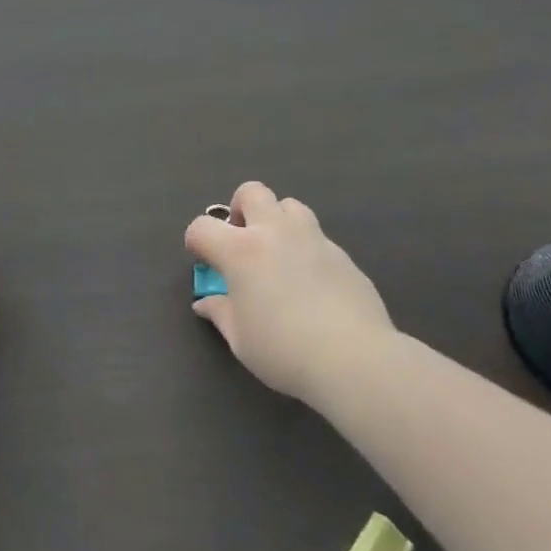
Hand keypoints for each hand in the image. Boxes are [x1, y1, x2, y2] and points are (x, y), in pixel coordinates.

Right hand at [186, 181, 393, 405]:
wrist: (354, 358)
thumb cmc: (284, 351)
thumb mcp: (241, 340)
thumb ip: (221, 313)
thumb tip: (205, 303)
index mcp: (241, 250)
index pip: (202, 227)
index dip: (196, 241)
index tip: (204, 261)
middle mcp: (275, 232)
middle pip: (251, 192)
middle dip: (240, 208)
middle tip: (242, 240)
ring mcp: (312, 238)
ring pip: (290, 205)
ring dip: (277, 220)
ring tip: (278, 254)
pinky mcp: (342, 254)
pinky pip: (317, 237)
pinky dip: (306, 249)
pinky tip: (312, 283)